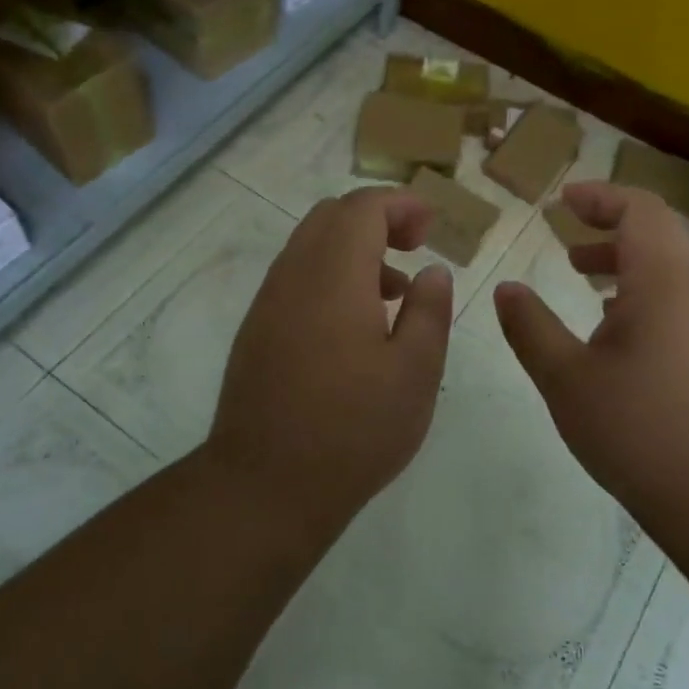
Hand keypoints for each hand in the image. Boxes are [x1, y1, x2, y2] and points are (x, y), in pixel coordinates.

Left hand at [205, 187, 452, 521]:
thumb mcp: (415, 372)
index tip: (432, 226)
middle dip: (377, 218)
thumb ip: (429, 310)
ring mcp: (268, 302)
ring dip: (354, 248)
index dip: (401, 204)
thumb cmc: (353, 429)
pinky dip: (331, 274)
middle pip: (332, 215)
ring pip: (311, 244)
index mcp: (335, 275)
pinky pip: (296, 276)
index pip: (363, 207)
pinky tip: (356, 324)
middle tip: (414, 247)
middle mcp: (294, 275)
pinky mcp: (256, 329)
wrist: (264, 485)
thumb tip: (433, 271)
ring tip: (394, 291)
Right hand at [495, 181, 688, 518]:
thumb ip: (531, 327)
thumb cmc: (637, 429)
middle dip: (612, 219)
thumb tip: (506, 288)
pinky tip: (606, 323)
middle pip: (660, 229)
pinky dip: (638, 287)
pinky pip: (674, 295)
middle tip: (568, 228)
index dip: (601, 196)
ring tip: (579, 270)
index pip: (640, 209)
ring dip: (624, 255)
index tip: (561, 201)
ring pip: (668, 264)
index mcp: (660, 283)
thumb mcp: (565, 378)